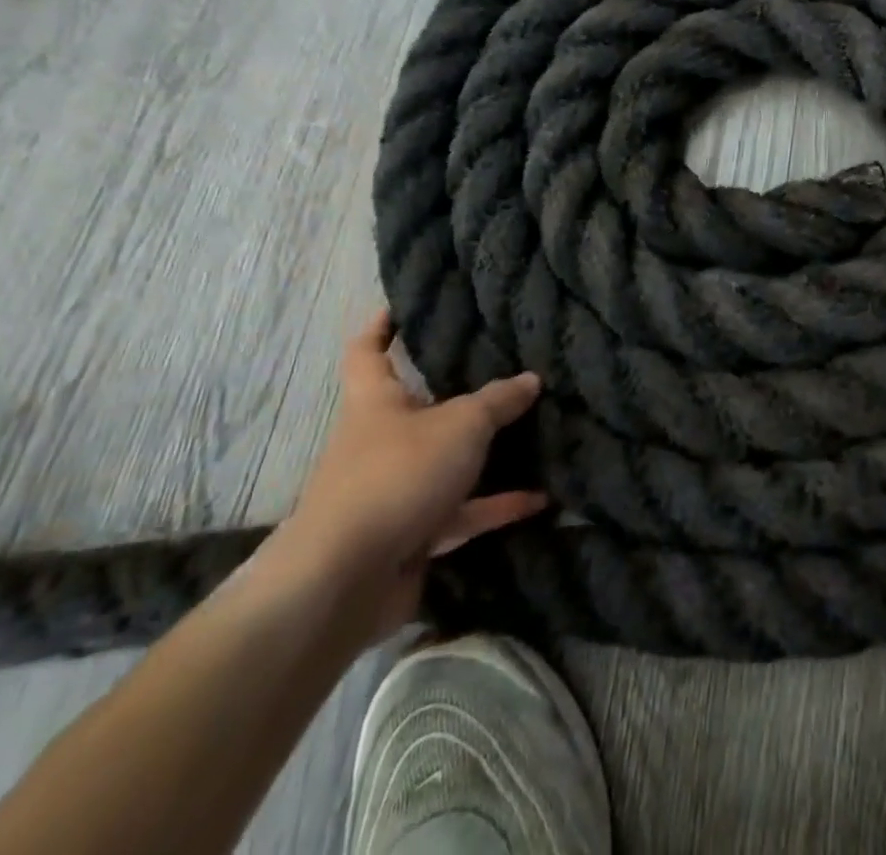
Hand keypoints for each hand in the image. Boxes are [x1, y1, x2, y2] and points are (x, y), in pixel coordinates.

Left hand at [273, 310, 547, 642]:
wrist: (345, 580)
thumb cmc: (397, 475)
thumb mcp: (461, 425)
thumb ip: (498, 401)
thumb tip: (531, 380)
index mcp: (376, 403)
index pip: (367, 352)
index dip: (380, 327)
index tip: (400, 306)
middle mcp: (380, 442)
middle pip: (416, 409)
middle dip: (453, 394)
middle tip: (499, 369)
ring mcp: (395, 491)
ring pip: (445, 463)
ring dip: (485, 456)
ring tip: (533, 435)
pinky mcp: (411, 536)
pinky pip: (461, 513)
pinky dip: (496, 506)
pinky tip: (540, 499)